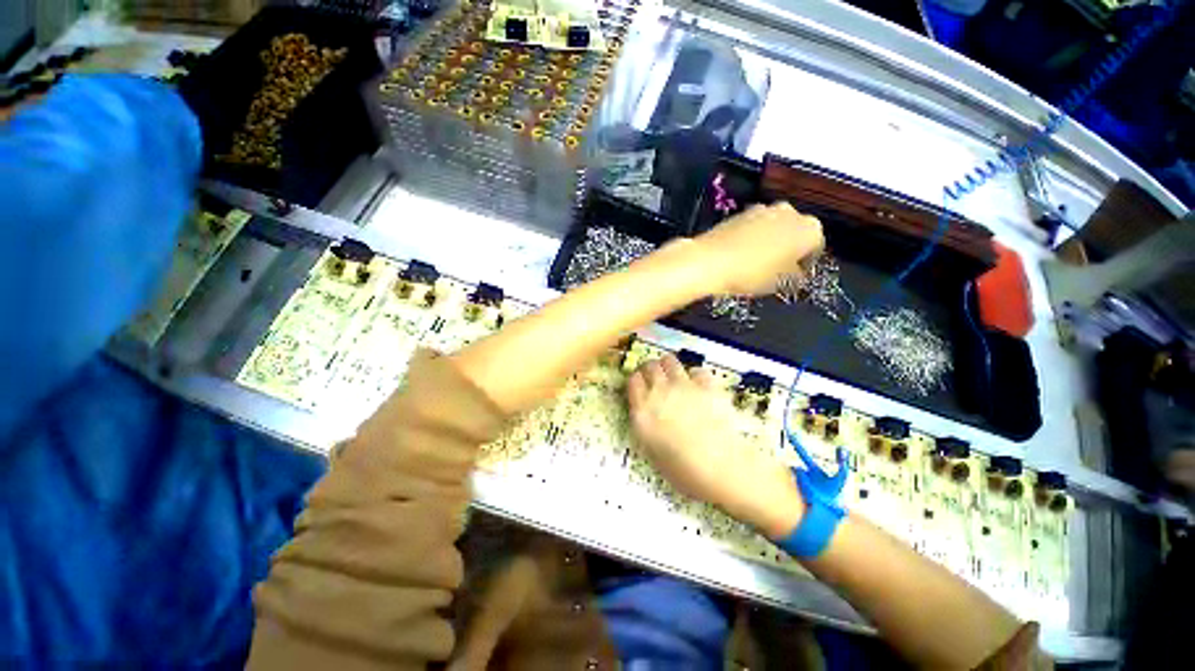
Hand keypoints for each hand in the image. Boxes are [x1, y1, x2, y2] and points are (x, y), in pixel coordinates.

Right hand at [627, 354, 803, 538]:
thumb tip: (646, 414)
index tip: (640, 385)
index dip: (636, 381)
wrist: (721, 468)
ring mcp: (684, 385)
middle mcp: (660, 392)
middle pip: (650, 366)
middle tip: (655, 377)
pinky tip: (698, 386)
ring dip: (668, 366)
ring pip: (670, 360)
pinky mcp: (707, 385)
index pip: (633, 381)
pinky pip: (697, 370)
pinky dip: (695, 375)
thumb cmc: (684, 471)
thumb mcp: (652, 452)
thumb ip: (645, 426)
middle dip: (650, 369)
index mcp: (643, 410)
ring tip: (673, 375)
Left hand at [695, 202, 823, 296]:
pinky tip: (742, 253)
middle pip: (795, 233)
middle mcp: (791, 212)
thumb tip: (796, 275)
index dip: (806, 264)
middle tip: (777, 270)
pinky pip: (755, 226)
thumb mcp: (779, 283)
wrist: (709, 260)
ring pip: (775, 227)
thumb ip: (795, 278)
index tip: (795, 277)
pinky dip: (753, 237)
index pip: (816, 247)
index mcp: (809, 229)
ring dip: (771, 241)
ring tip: (757, 262)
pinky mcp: (741, 212)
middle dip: (789, 249)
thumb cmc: (750, 273)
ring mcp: (764, 208)